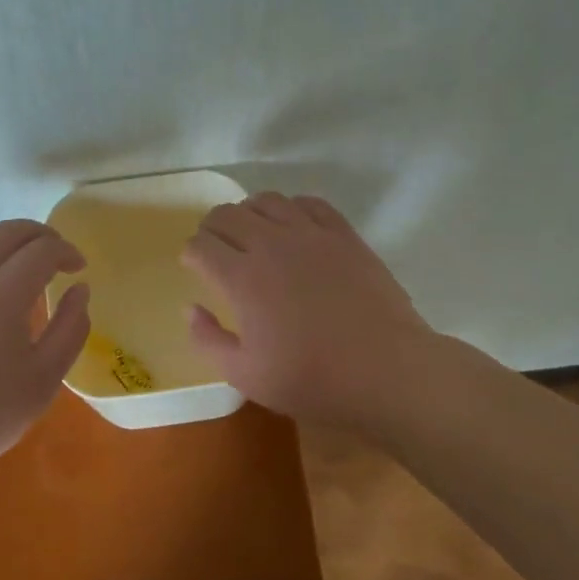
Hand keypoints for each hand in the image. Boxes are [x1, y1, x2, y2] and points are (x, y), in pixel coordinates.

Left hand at [0, 220, 89, 504]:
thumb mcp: (44, 379)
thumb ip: (70, 328)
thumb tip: (80, 290)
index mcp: (2, 294)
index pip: (42, 250)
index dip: (66, 251)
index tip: (79, 268)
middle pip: (8, 231)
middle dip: (40, 234)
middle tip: (57, 252)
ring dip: (7, 237)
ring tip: (23, 256)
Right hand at [180, 192, 439, 431]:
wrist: (387, 371)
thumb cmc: (313, 379)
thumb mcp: (247, 376)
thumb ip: (208, 340)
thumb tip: (191, 308)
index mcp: (242, 278)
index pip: (200, 245)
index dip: (191, 254)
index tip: (195, 267)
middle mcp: (270, 244)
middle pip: (226, 214)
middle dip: (212, 229)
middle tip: (218, 250)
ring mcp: (309, 234)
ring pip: (265, 200)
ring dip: (250, 214)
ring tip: (254, 236)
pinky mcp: (342, 233)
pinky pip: (308, 202)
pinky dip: (292, 209)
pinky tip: (294, 229)